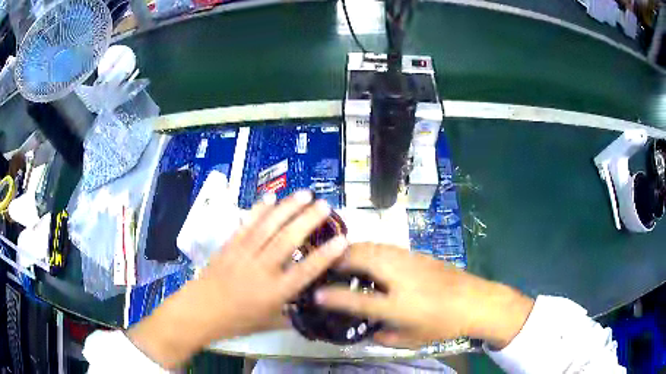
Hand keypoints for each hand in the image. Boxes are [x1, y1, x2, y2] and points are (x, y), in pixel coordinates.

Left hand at [128, 191, 347, 368]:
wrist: (201, 312)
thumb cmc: (236, 321)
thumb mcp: (268, 324)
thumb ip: (291, 317)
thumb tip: (309, 309)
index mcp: (275, 292)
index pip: (305, 271)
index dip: (326, 255)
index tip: (342, 239)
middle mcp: (262, 269)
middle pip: (288, 240)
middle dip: (308, 220)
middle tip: (324, 204)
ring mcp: (244, 254)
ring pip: (268, 227)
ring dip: (287, 208)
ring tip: (304, 194)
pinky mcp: (230, 246)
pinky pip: (247, 225)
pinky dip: (259, 210)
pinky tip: (270, 198)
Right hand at [315, 243, 534, 349]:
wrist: (475, 300)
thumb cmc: (443, 325)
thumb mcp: (411, 340)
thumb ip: (383, 336)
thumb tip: (367, 330)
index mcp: (398, 305)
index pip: (357, 300)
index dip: (333, 297)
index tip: (316, 294)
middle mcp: (400, 278)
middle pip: (362, 258)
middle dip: (338, 259)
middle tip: (324, 264)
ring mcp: (409, 261)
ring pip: (373, 247)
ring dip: (352, 250)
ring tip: (340, 257)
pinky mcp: (416, 254)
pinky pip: (384, 246)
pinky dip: (368, 249)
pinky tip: (367, 256)